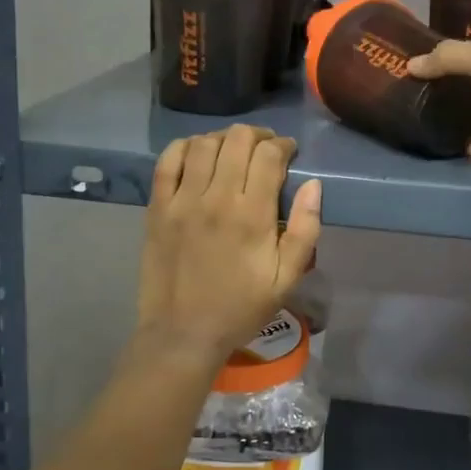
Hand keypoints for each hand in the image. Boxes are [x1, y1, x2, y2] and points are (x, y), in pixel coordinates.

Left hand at [138, 125, 322, 362]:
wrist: (183, 333)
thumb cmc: (241, 307)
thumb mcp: (287, 278)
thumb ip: (306, 229)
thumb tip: (313, 184)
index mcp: (253, 215)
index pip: (269, 155)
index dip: (283, 145)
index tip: (289, 153)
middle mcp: (217, 198)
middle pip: (237, 140)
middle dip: (257, 136)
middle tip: (265, 148)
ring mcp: (182, 201)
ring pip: (203, 143)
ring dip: (224, 138)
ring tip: (233, 150)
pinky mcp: (157, 208)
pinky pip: (167, 161)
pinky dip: (185, 147)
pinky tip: (197, 153)